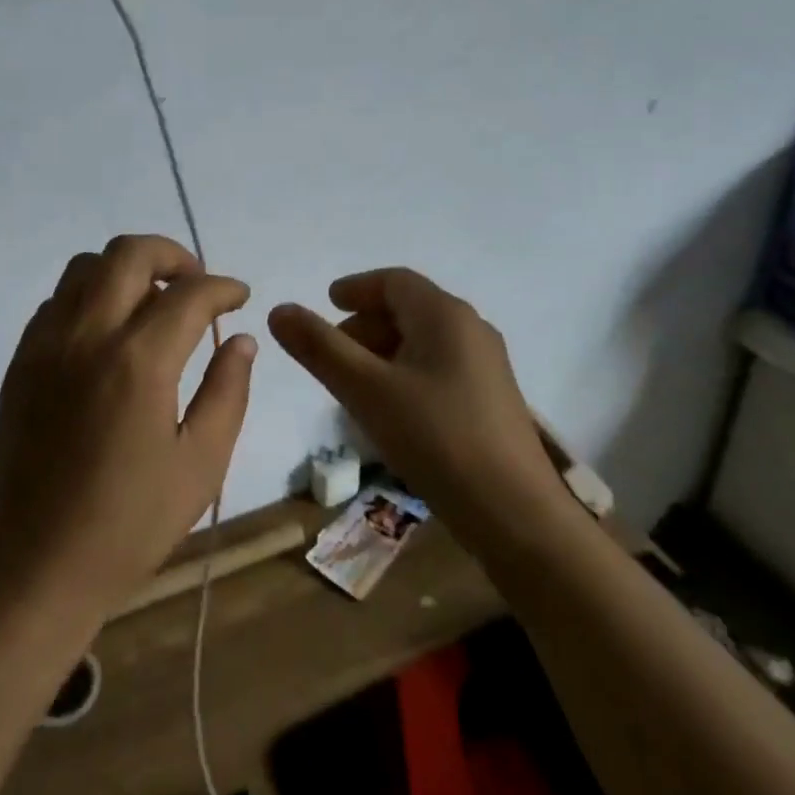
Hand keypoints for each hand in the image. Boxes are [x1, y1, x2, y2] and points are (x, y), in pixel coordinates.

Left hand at [0, 235, 256, 622]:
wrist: (35, 564)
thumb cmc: (129, 523)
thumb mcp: (201, 465)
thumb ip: (228, 392)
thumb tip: (241, 340)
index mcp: (138, 362)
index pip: (190, 294)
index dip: (223, 287)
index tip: (239, 296)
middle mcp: (87, 336)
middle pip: (130, 253)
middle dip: (174, 255)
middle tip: (197, 284)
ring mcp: (46, 343)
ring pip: (87, 265)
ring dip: (127, 269)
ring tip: (153, 302)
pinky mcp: (21, 359)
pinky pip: (59, 299)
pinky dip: (92, 294)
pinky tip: (110, 332)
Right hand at [268, 268, 563, 534]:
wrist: (515, 513)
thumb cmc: (436, 438)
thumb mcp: (366, 390)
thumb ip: (320, 348)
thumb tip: (279, 310)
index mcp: (444, 314)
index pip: (393, 281)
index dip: (356, 288)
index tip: (327, 302)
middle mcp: (471, 329)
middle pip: (409, 309)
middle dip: (365, 324)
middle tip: (331, 353)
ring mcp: (486, 365)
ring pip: (424, 341)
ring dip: (384, 351)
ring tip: (354, 385)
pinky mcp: (492, 399)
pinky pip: (439, 367)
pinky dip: (406, 372)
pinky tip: (391, 409)